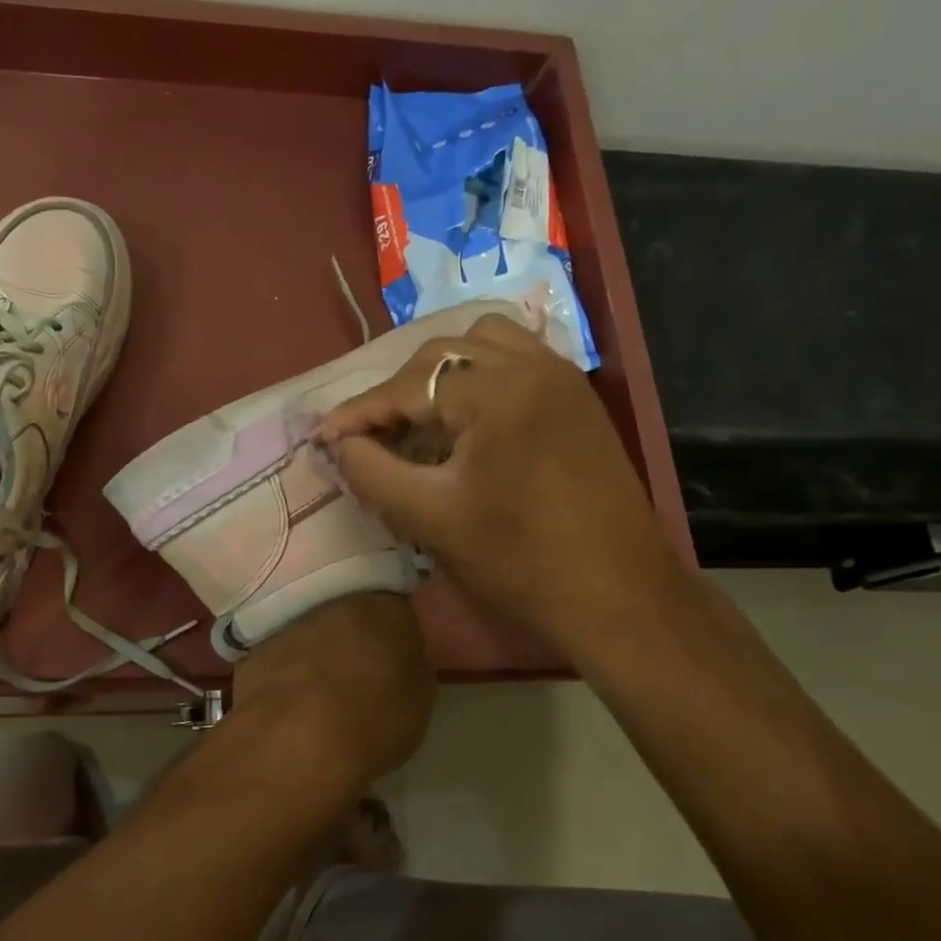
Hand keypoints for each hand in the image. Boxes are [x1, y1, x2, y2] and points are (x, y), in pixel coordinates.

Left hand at [230, 592, 433, 791]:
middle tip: (359, 675)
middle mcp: (333, 602)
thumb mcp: (419, 699)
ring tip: (322, 695)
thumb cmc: (374, 719)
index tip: (395, 661)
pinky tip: (290, 703)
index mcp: (383, 607)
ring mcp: (288, 623)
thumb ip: (410, 667)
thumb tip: (400, 659)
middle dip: (354, 639)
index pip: (396, 609)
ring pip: (310, 633)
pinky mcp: (252, 649)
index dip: (396, 636)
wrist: (298, 740)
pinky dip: (286, 673)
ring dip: (317, 653)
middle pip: (349, 615)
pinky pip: (279, 656)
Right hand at [315, 314, 683, 662]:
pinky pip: (514, 358)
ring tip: (419, 420)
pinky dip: (477, 374)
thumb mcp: (430, 518)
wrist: (618, 597)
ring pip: (480, 343)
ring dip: (438, 374)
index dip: (358, 412)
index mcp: (498, 392)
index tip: (322, 436)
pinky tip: (464, 417)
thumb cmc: (520, 560)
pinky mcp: (576, 397)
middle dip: (396, 392)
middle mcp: (533, 365)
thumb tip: (338, 442)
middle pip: (440, 353)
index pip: (407, 386)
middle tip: (370, 437)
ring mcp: (561, 376)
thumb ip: (371, 471)